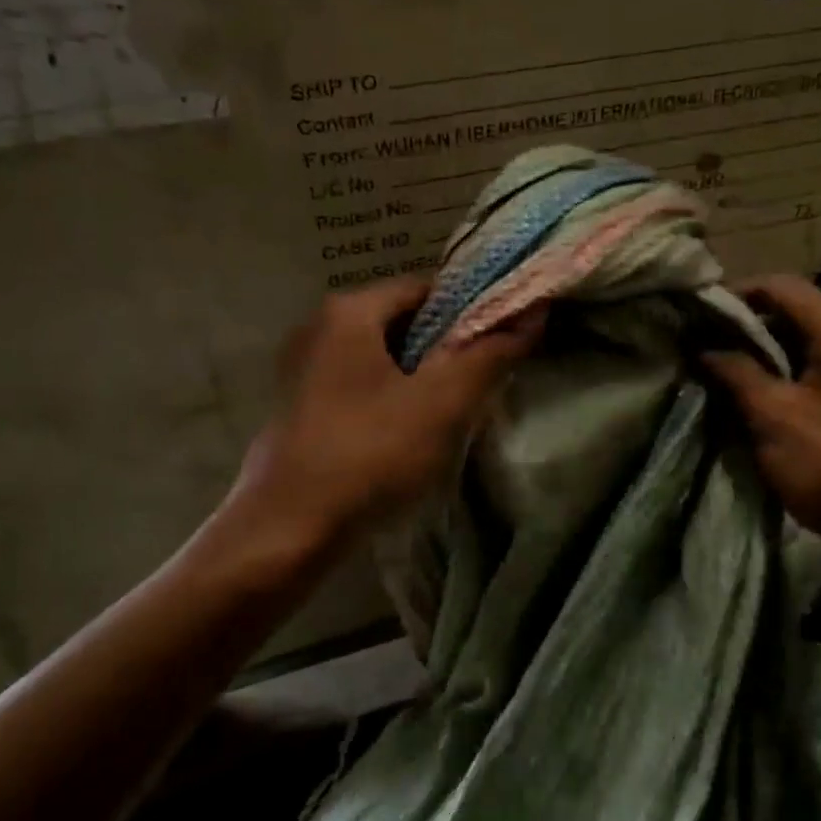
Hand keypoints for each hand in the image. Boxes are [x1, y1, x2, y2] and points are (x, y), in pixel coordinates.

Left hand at [228, 279, 544, 544]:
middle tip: (484, 382)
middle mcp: (320, 328)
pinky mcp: (301, 408)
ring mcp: (305, 369)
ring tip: (455, 411)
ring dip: (423, 378)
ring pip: (384, 358)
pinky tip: (411, 435)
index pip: (427, 288)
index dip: (472, 311)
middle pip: (404, 322)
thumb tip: (534, 313)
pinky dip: (393, 399)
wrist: (286, 532)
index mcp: (349, 310)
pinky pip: (361, 386)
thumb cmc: (369, 454)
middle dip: (448, 349)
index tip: (504, 343)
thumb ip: (490, 354)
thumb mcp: (443, 403)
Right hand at [704, 274, 820, 581]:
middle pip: (787, 311)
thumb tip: (705, 346)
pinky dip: (780, 378)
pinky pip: (812, 370)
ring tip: (712, 375)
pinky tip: (749, 401)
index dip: (728, 297)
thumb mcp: (776, 416)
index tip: (689, 318)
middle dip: (740, 329)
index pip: (773, 285)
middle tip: (694, 349)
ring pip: (798, 344)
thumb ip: (737, 374)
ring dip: (757, 357)